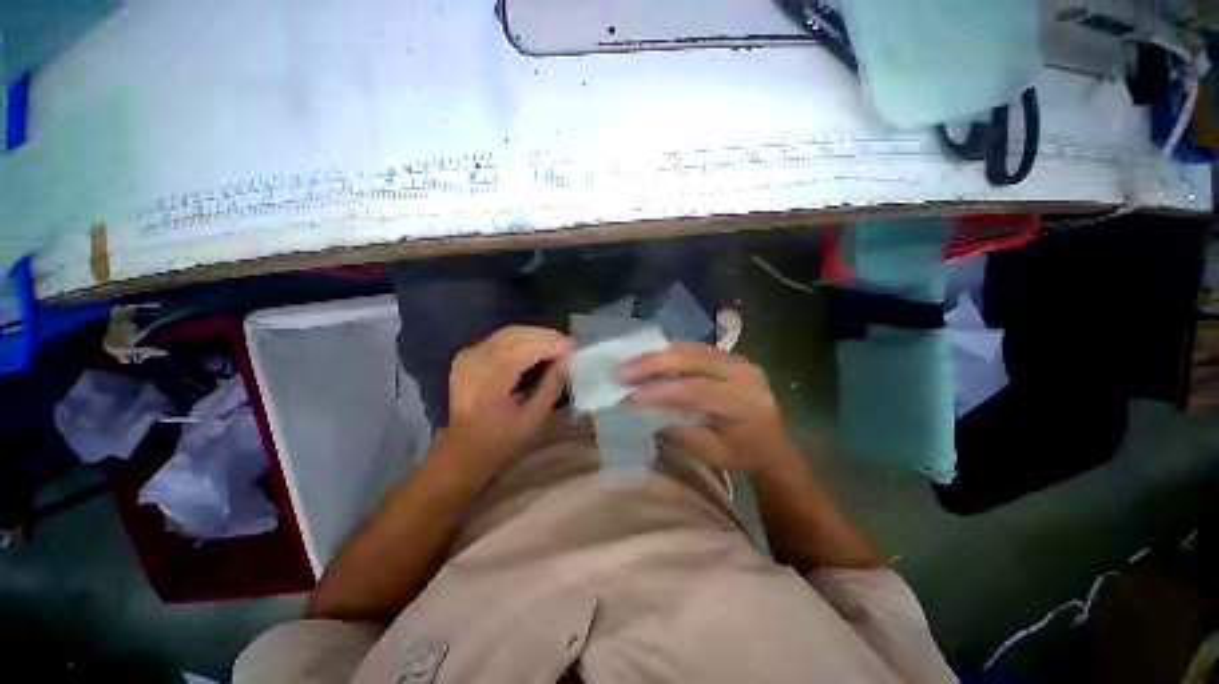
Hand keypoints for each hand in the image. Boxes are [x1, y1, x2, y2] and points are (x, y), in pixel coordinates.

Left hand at [442, 326, 573, 465]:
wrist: (462, 452)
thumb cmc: (500, 441)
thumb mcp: (533, 419)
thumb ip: (551, 386)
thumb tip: (566, 360)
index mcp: (488, 380)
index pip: (524, 349)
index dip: (551, 345)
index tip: (575, 347)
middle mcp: (474, 360)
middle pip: (515, 334)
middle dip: (546, 336)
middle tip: (569, 345)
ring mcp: (468, 356)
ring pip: (509, 332)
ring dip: (535, 335)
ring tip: (557, 345)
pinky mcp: (467, 356)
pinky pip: (500, 339)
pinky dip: (522, 339)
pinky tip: (537, 348)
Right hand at [618, 342, 796, 472]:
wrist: (775, 446)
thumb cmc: (745, 455)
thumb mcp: (712, 453)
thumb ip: (681, 431)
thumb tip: (645, 412)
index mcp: (742, 401)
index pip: (694, 389)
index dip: (659, 390)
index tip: (628, 395)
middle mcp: (742, 372)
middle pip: (691, 359)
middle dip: (652, 363)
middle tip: (621, 371)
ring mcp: (738, 359)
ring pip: (691, 348)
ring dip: (658, 354)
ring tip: (630, 361)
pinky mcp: (732, 356)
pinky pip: (696, 348)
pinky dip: (671, 352)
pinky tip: (652, 357)